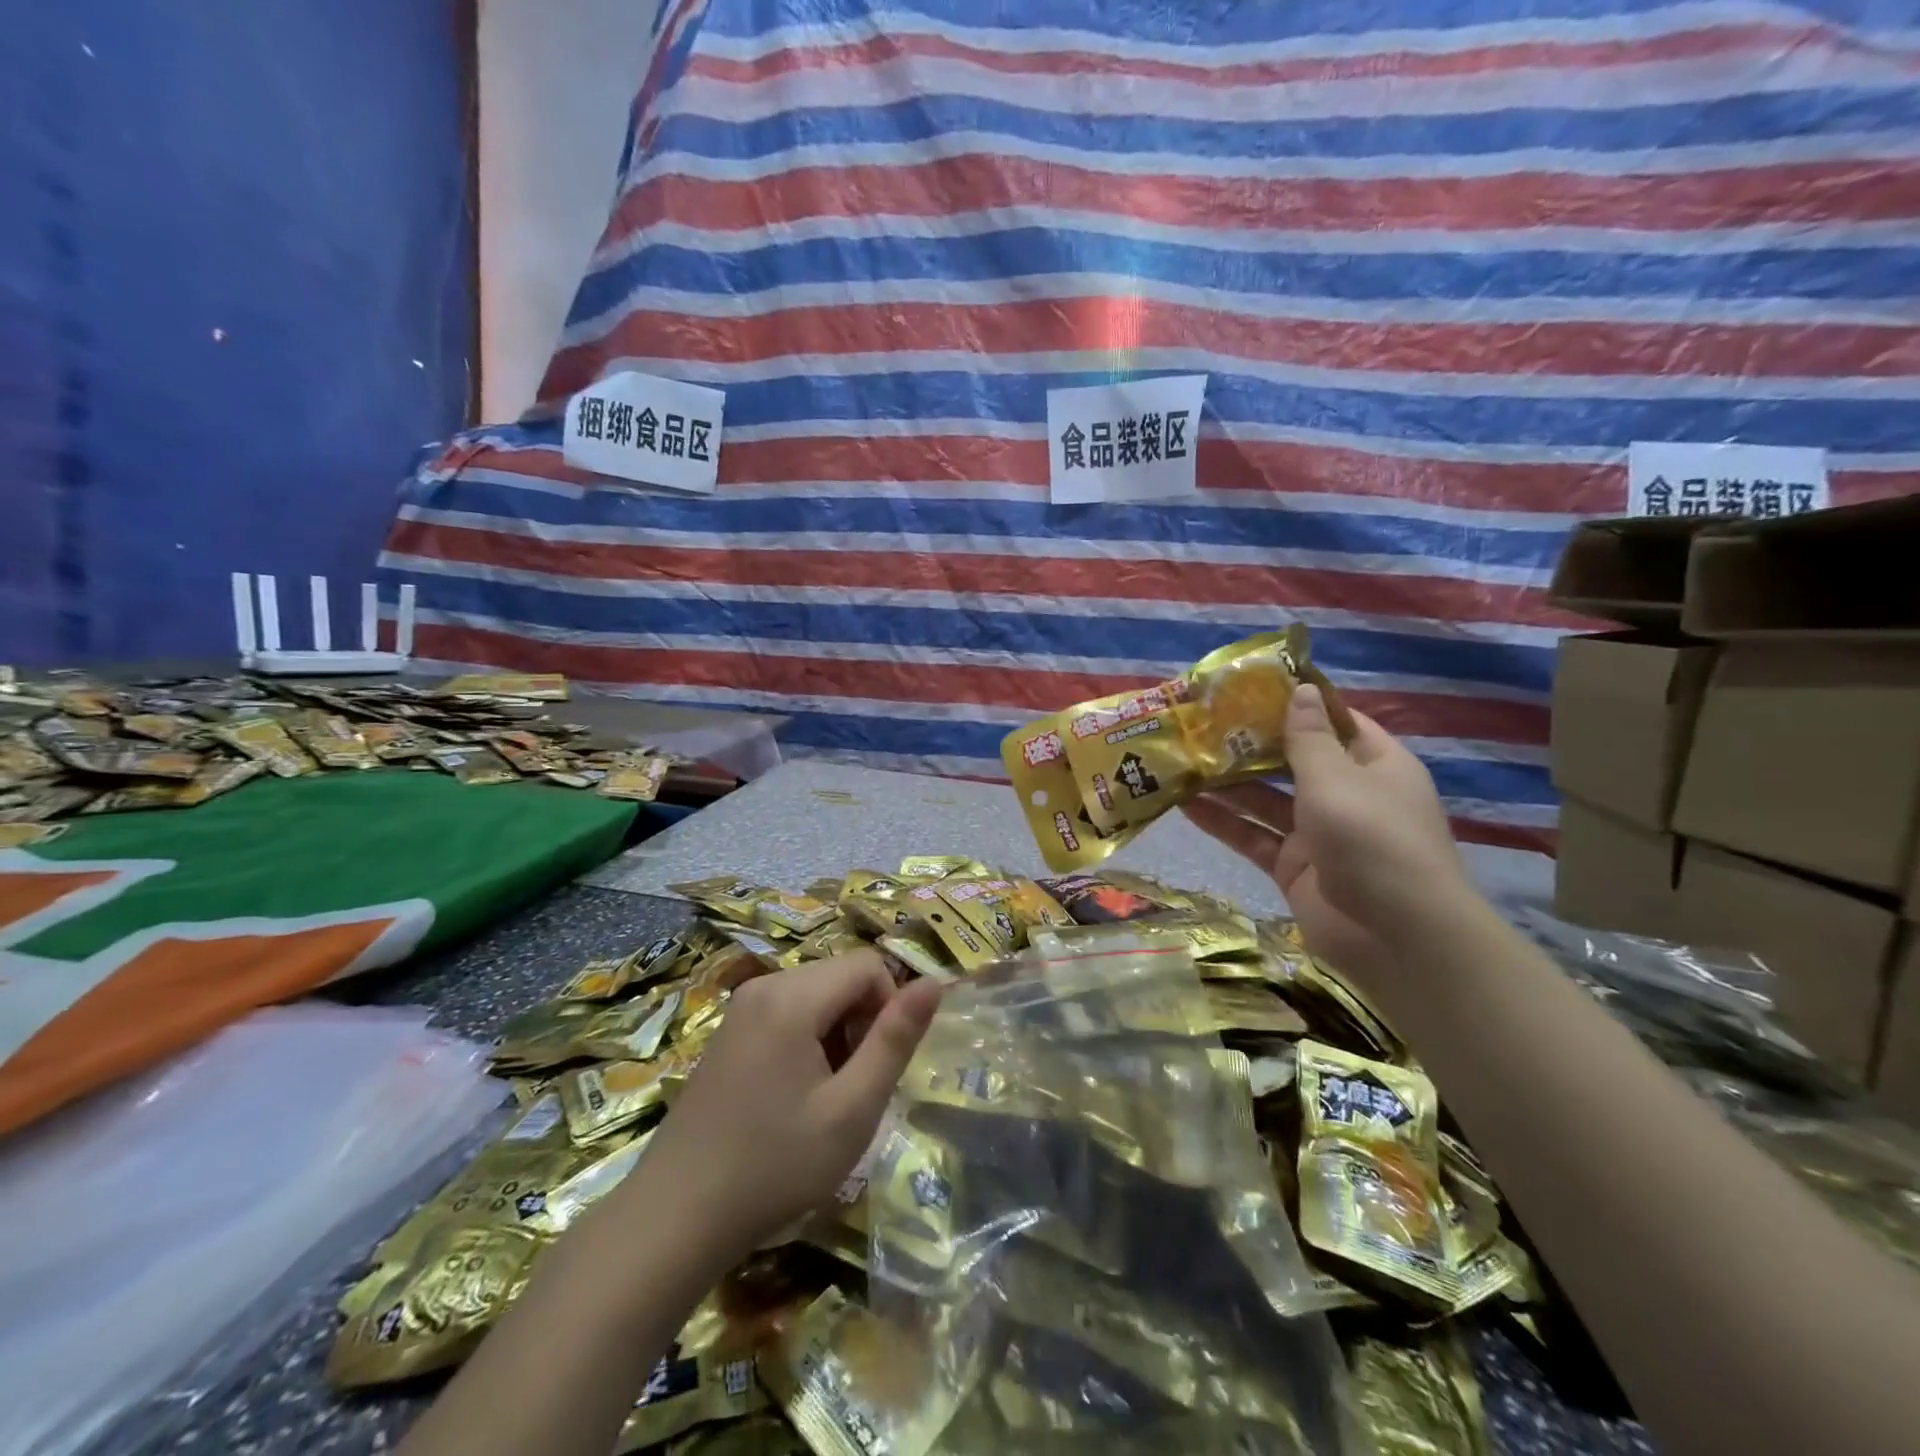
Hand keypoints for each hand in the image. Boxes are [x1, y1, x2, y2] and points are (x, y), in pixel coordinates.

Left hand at [633, 949, 942, 1260]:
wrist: (675, 1217)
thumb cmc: (775, 1165)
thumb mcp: (852, 1109)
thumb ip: (896, 1040)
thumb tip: (936, 983)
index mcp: (793, 997)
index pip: (868, 966)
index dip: (889, 1008)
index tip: (876, 1066)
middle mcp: (764, 986)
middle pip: (841, 977)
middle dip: (861, 1022)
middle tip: (851, 1088)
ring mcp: (741, 1007)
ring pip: (817, 995)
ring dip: (836, 1033)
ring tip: (822, 1096)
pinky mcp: (729, 1030)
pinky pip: (787, 1011)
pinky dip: (807, 1039)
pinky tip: (792, 1095)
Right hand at [1182, 685, 1471, 991]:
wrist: (1395, 935)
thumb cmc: (1372, 837)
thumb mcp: (1337, 777)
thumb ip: (1308, 737)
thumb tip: (1301, 689)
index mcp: (1373, 763)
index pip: (1333, 721)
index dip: (1295, 703)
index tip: (1249, 686)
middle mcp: (1347, 794)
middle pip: (1292, 760)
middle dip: (1249, 744)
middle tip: (1201, 722)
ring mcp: (1318, 833)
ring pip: (1266, 799)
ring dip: (1228, 783)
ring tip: (1181, 759)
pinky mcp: (1293, 866)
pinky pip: (1254, 837)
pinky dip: (1223, 823)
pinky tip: (1184, 805)